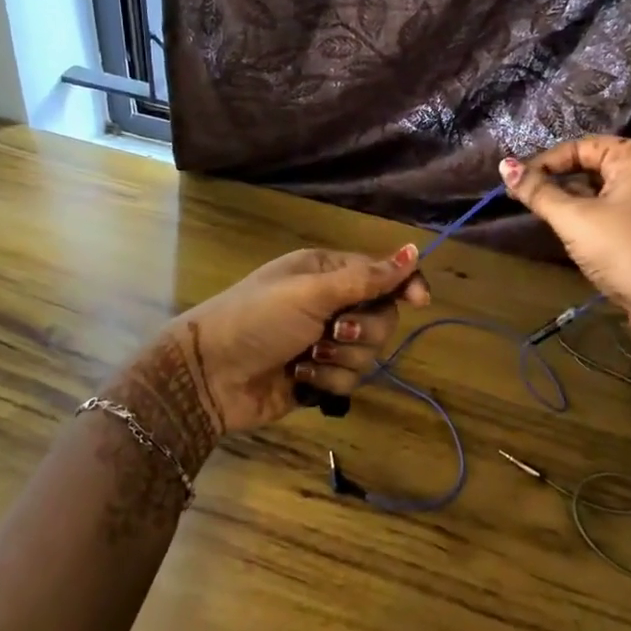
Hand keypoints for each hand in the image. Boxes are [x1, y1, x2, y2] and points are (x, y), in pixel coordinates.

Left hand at [126, 245, 429, 458]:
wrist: (210, 374)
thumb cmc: (257, 318)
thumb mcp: (311, 292)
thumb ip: (365, 277)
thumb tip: (414, 250)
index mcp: (327, 272)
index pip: (383, 273)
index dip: (405, 284)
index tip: (420, 302)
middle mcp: (331, 303)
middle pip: (382, 317)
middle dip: (362, 330)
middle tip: (332, 332)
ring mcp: (325, 342)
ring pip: (369, 353)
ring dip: (340, 358)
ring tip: (306, 357)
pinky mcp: (319, 377)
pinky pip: (349, 380)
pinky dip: (326, 380)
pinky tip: (298, 377)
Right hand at [499, 137, 630, 354]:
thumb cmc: (623, 249)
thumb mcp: (575, 218)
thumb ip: (538, 192)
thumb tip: (504, 165)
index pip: (581, 147)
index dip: (545, 162)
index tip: (516, 182)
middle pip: (590, 168)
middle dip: (556, 182)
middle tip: (522, 199)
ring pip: (598, 193)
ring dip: (569, 202)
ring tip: (538, 215)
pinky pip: (609, 214)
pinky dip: (586, 219)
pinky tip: (566, 233)